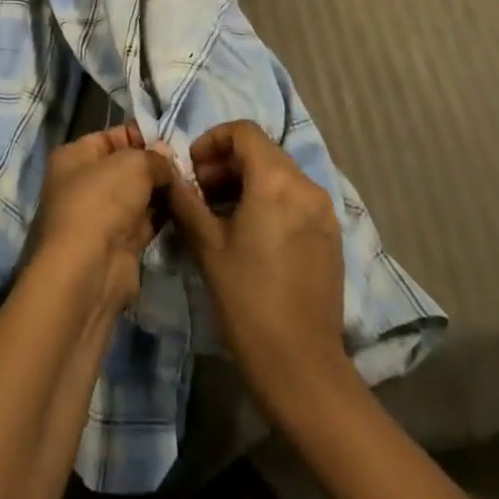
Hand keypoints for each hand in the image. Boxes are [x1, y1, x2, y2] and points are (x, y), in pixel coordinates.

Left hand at [30, 125, 173, 317]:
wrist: (90, 271)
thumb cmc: (102, 201)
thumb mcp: (132, 164)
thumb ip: (154, 157)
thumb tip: (167, 158)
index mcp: (74, 157)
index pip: (111, 137)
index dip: (141, 135)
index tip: (173, 139)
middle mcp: (83, 184)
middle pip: (126, 167)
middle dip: (156, 165)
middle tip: (189, 164)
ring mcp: (101, 216)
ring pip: (138, 196)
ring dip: (163, 191)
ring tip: (194, 183)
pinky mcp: (119, 245)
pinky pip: (146, 222)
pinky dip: (164, 215)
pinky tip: (187, 207)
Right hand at [167, 121, 348, 415]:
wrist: (301, 367)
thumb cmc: (247, 300)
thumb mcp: (207, 244)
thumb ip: (185, 198)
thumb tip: (168, 171)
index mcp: (275, 181)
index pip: (243, 131)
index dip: (212, 140)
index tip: (193, 169)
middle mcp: (305, 185)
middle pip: (262, 151)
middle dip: (227, 163)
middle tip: (201, 193)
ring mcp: (323, 210)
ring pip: (279, 173)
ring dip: (247, 181)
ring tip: (222, 215)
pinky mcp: (331, 234)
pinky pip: (295, 197)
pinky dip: (270, 199)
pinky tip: (251, 234)